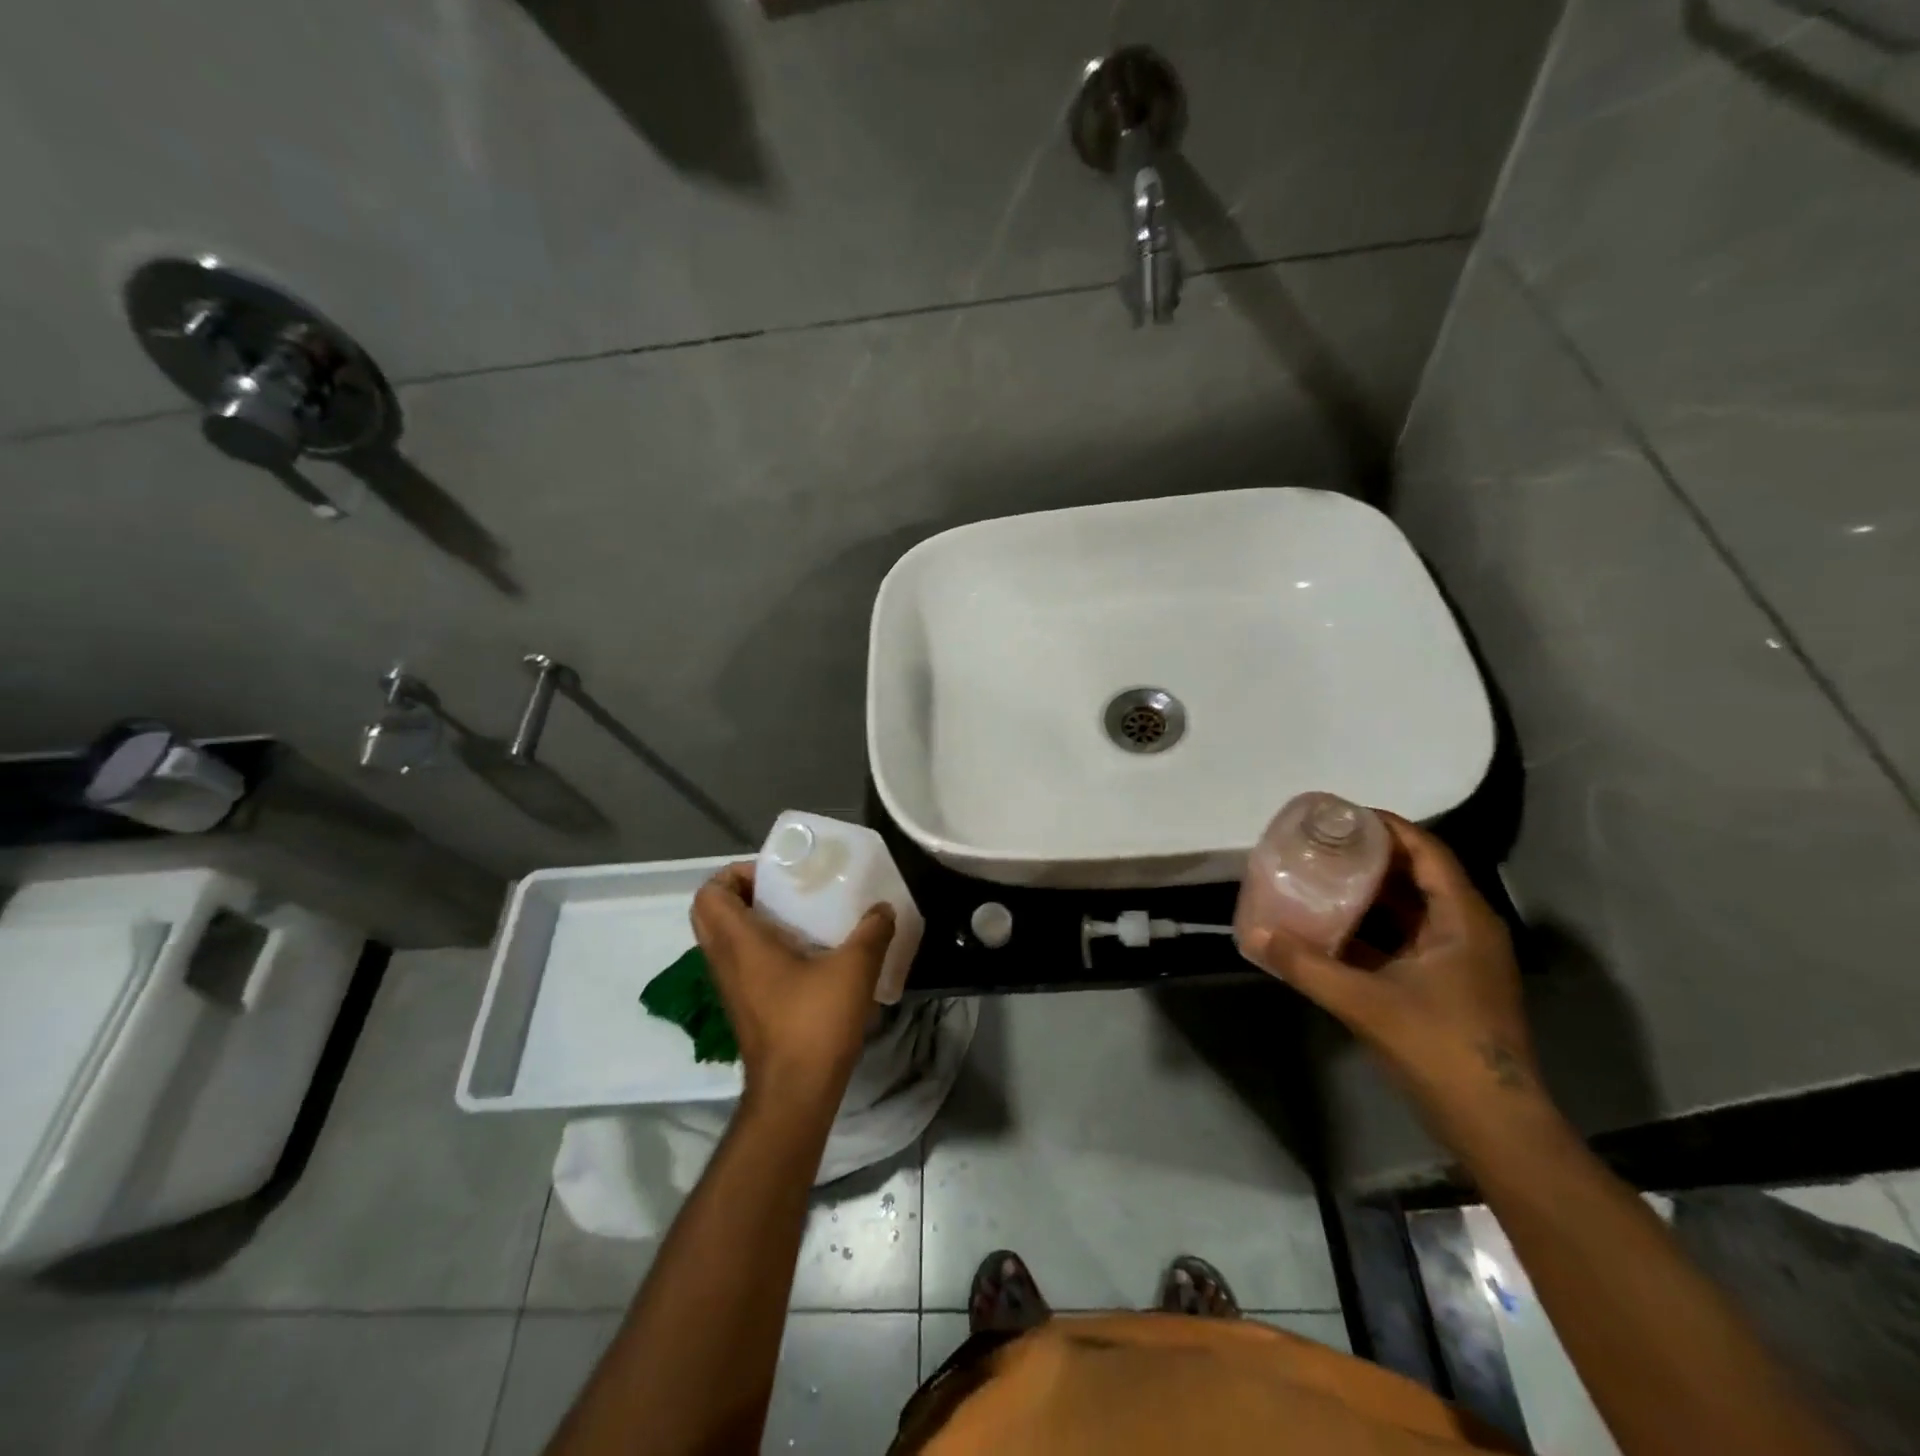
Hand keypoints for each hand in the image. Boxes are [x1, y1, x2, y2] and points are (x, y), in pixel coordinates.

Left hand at [690, 863, 895, 1104]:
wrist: (795, 1093)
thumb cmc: (815, 1023)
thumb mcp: (855, 969)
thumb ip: (872, 932)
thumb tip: (882, 908)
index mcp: (740, 943)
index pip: (709, 894)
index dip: (735, 874)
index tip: (775, 876)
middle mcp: (724, 961)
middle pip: (710, 913)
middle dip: (742, 893)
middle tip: (783, 891)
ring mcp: (730, 987)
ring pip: (724, 939)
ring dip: (751, 921)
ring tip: (798, 917)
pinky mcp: (743, 1007)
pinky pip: (739, 962)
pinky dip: (760, 947)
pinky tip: (805, 955)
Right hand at [1241, 813, 1555, 1150]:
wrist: (1494, 1125)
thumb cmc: (1440, 1047)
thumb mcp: (1364, 1001)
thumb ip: (1305, 965)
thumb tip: (1254, 934)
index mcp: (1463, 919)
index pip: (1427, 851)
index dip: (1386, 826)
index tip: (1340, 815)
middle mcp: (1466, 929)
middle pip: (1417, 875)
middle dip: (1370, 856)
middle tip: (1320, 844)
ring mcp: (1458, 960)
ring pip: (1410, 909)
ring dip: (1368, 893)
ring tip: (1319, 877)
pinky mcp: (1446, 985)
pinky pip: (1404, 939)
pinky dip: (1371, 928)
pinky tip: (1331, 929)